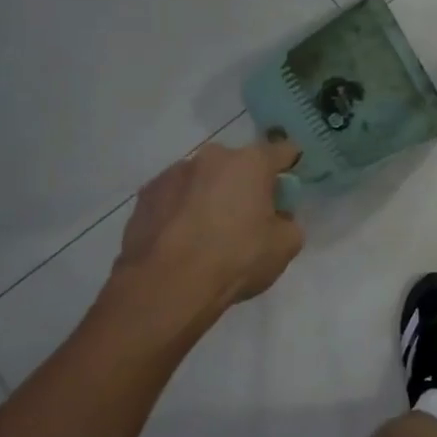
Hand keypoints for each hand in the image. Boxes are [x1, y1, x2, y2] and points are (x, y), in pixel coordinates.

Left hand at [107, 140, 304, 330]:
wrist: (166, 286)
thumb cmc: (235, 258)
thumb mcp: (285, 246)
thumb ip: (288, 222)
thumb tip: (276, 218)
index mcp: (251, 163)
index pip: (283, 151)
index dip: (290, 166)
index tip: (288, 187)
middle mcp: (212, 157)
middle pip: (238, 165)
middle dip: (245, 184)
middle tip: (248, 217)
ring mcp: (173, 173)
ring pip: (203, 179)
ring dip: (210, 195)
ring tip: (208, 233)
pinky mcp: (145, 195)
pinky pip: (174, 197)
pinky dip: (181, 210)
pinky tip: (182, 240)